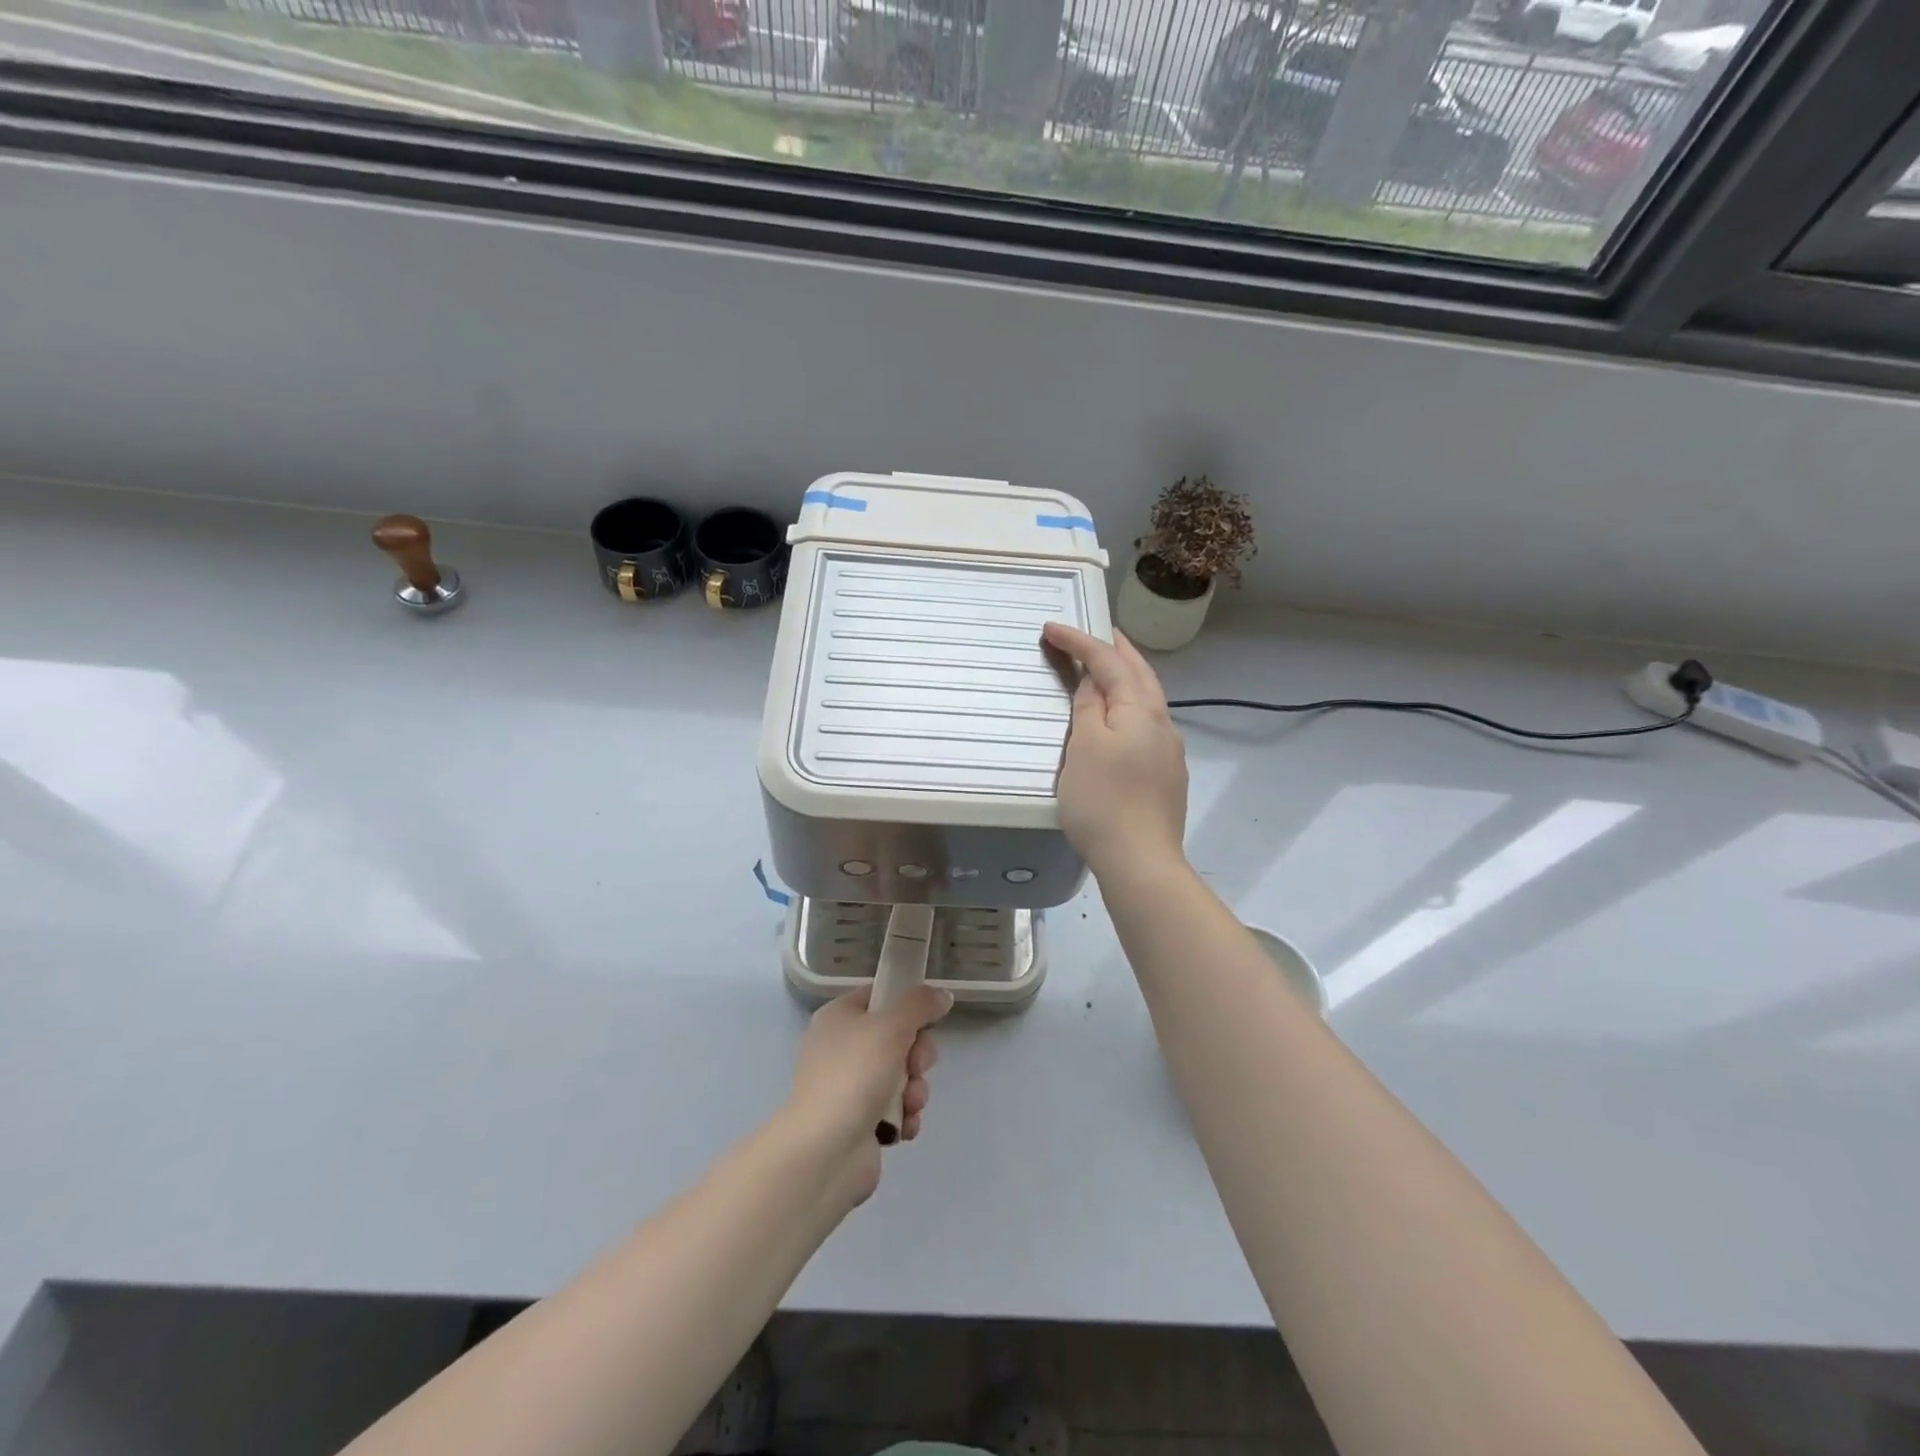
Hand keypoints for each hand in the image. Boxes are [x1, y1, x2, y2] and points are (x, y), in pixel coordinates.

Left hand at [786, 983, 953, 1206]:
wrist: (825, 1152)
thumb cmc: (854, 1075)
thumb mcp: (891, 1026)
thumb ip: (919, 1004)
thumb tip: (941, 994)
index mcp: (839, 1017)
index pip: (881, 996)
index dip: (907, 1006)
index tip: (926, 1021)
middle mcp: (841, 1047)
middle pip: (898, 1037)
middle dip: (917, 1057)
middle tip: (916, 1069)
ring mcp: (850, 1086)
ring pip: (902, 1075)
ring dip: (915, 1090)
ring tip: (908, 1105)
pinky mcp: (860, 1120)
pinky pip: (896, 1108)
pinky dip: (905, 1116)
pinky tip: (903, 1126)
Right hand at [1043, 622, 1189, 878]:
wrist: (1140, 861)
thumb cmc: (1103, 801)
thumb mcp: (1084, 747)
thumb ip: (1088, 708)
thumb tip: (1092, 681)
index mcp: (1141, 711)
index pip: (1109, 662)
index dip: (1080, 642)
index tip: (1051, 628)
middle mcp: (1162, 724)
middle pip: (1140, 675)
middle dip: (1117, 649)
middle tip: (1097, 631)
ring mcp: (1169, 752)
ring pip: (1148, 700)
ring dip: (1127, 677)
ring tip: (1107, 668)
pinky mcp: (1166, 776)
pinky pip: (1147, 725)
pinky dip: (1130, 706)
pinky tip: (1119, 719)